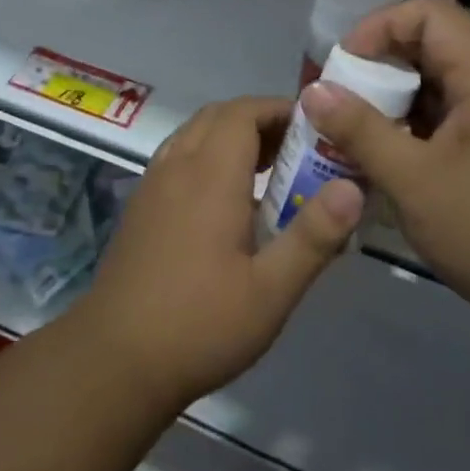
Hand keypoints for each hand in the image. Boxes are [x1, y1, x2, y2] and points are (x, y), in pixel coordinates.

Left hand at [77, 97, 363, 410]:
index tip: (316, 127)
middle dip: (259, 120)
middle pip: (217, 117)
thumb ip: (313, 235)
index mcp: (209, 177)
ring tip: (269, 170)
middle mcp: (176, 168)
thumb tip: (353, 187)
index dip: (280, 109)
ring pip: (194, 135)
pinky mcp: (139, 208)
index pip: (243, 113)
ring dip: (231, 136)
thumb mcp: (271, 290)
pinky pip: (177, 159)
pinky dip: (207, 156)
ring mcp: (152, 186)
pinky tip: (226, 202)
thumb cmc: (200, 325)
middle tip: (299, 149)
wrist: (115, 361)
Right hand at [303, 0, 469, 320]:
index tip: (343, 70)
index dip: (379, 28)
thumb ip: (360, 130)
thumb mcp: (414, 181)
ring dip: (391, 103)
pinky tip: (385, 162)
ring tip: (352, 136)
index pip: (430, 13)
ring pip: (436, 85)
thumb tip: (313, 90)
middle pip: (430, 46)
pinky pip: (446, 118)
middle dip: (377, 69)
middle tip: (338, 107)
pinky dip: (411, 129)